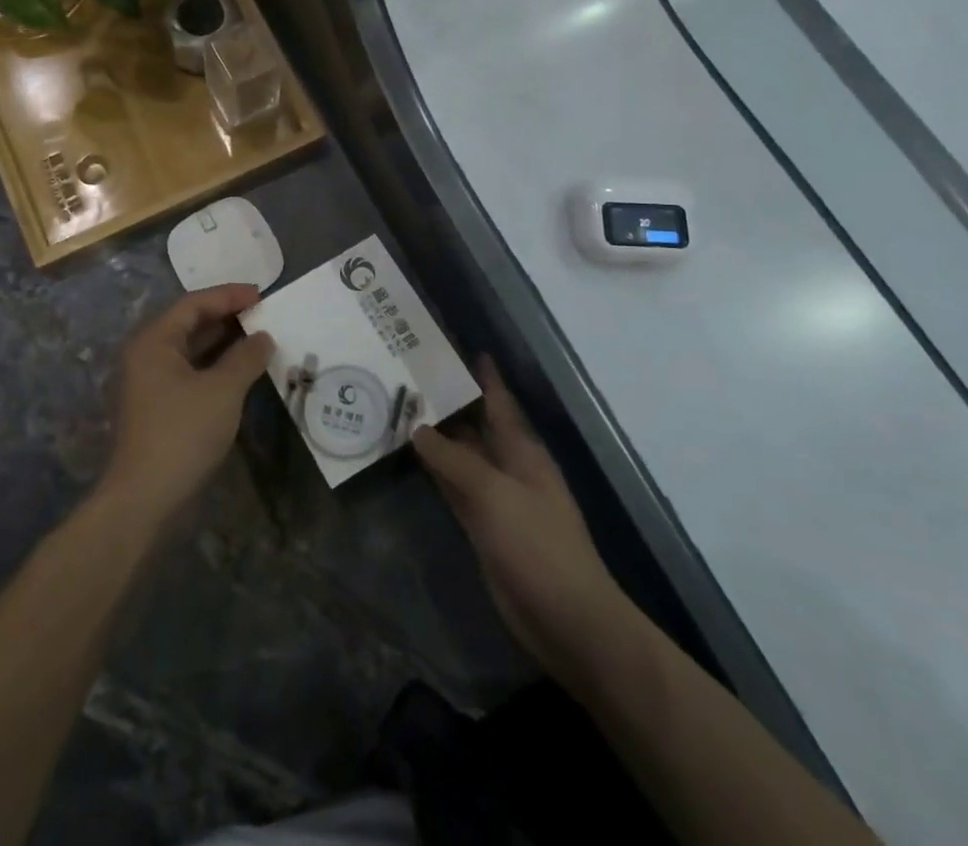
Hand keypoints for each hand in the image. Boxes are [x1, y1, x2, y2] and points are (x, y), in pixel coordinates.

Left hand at [99, 285, 273, 521]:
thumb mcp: (222, 391)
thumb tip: (263, 337)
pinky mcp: (158, 407)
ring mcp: (150, 383)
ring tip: (257, 338)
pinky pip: (189, 372)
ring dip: (222, 342)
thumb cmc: (182, 433)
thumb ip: (245, 358)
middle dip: (226, 316)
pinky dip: (214, 366)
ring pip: (190, 350)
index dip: (228, 296)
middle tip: (262, 313)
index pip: (193, 304)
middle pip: (189, 323)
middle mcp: (146, 355)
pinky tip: (240, 372)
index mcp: (154, 341)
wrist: (143, 498)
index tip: (261, 294)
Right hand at [412, 360, 624, 683]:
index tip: (456, 347)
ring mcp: (496, 498)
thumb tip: (418, 428)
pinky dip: (434, 470)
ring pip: (461, 456)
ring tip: (401, 406)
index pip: (498, 400)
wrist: (565, 619)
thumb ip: (453, 459)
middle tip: (409, 374)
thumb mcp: (493, 493)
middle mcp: (509, 467)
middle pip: (475, 425)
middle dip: (449, 401)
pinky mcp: (483, 526)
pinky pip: (454, 487)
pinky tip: (410, 456)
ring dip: (436, 435)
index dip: (482, 375)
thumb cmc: (537, 545)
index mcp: (522, 450)